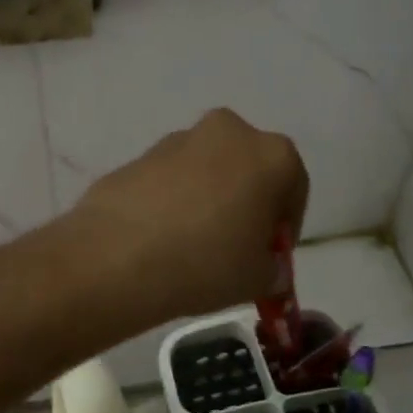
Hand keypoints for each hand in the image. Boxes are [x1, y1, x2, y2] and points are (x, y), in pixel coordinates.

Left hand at [65, 108, 307, 324]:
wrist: (118, 257)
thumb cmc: (206, 263)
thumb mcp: (257, 279)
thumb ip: (271, 269)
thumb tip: (266, 267)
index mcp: (272, 154)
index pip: (295, 188)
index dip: (286, 225)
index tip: (272, 255)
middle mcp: (228, 132)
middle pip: (249, 169)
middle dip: (247, 203)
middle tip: (235, 245)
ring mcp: (178, 139)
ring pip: (207, 170)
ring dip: (208, 198)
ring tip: (192, 244)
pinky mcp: (138, 155)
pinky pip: (169, 180)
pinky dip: (172, 201)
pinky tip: (160, 237)